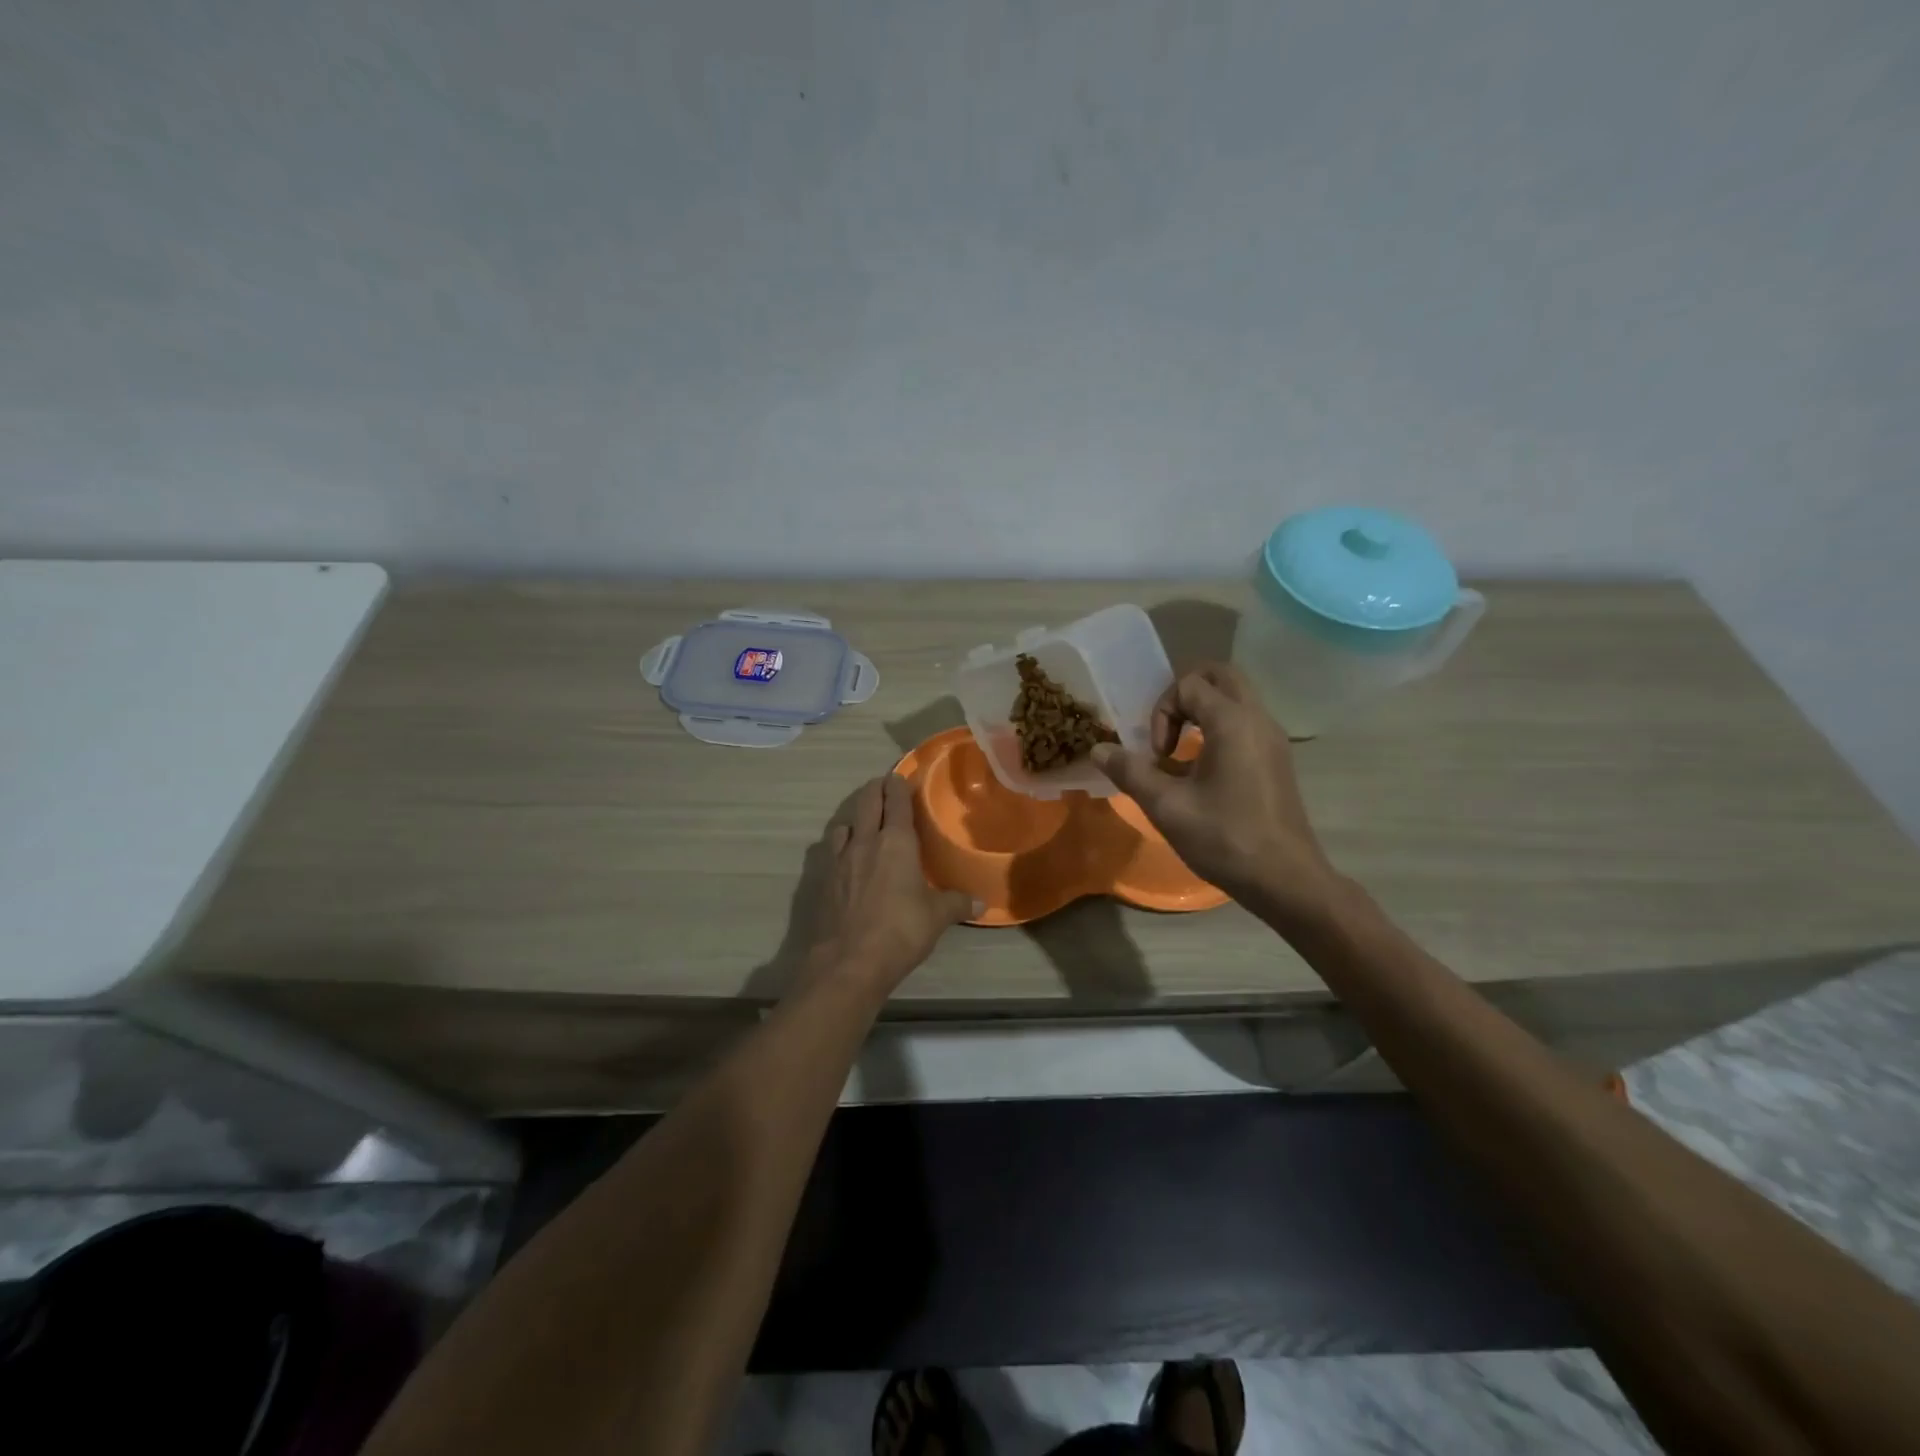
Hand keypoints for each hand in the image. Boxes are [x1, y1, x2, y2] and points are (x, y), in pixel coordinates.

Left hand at [795, 774, 975, 996]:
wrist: (848, 962)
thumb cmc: (900, 931)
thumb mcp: (937, 917)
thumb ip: (957, 904)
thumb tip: (980, 903)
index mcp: (896, 842)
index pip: (896, 801)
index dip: (898, 785)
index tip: (900, 776)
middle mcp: (865, 842)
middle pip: (866, 802)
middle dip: (875, 789)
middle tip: (883, 786)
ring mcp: (839, 860)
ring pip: (844, 824)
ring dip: (855, 817)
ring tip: (863, 822)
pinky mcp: (822, 880)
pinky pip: (830, 850)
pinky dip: (839, 845)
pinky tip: (845, 857)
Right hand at [1090, 663, 1341, 931]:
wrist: (1285, 879)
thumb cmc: (1225, 838)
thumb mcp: (1167, 806)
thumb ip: (1130, 772)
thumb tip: (1098, 750)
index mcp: (1233, 722)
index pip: (1189, 685)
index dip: (1162, 713)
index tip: (1157, 755)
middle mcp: (1258, 719)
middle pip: (1220, 676)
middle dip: (1184, 694)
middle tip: (1166, 731)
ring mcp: (1272, 739)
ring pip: (1235, 698)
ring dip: (1202, 713)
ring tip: (1179, 754)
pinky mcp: (1276, 759)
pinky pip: (1245, 723)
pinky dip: (1219, 730)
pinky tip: (1200, 774)